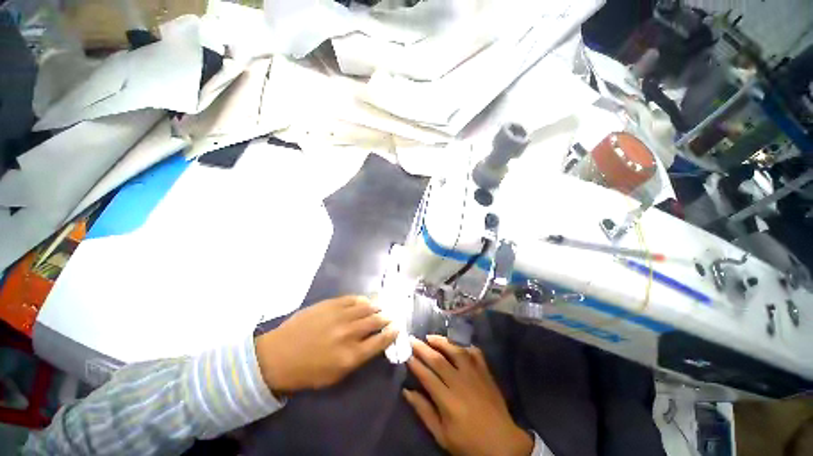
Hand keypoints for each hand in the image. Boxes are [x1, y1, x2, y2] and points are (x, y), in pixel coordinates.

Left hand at [255, 296, 397, 393]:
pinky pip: (353, 299)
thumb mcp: (336, 375)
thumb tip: (373, 343)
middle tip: (391, 316)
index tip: (397, 328)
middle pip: (377, 321)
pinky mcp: (331, 304)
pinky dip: (362, 300)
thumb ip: (358, 358)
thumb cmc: (308, 372)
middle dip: (387, 318)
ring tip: (381, 308)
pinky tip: (365, 302)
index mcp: (351, 355)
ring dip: (377, 307)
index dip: (392, 333)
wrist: (278, 356)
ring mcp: (340, 316)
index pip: (381, 340)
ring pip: (367, 307)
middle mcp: (349, 333)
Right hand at [404, 335, 532, 455]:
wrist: (503, 445)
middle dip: (423, 348)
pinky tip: (457, 343)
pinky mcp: (486, 373)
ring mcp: (475, 375)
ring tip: (430, 336)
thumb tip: (407, 391)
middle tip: (412, 339)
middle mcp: (460, 382)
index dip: (415, 364)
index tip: (406, 354)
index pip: (427, 376)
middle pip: (438, 360)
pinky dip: (465, 345)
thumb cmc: (469, 443)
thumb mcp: (442, 435)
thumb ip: (424, 411)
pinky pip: (475, 353)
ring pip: (456, 351)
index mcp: (448, 401)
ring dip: (441, 341)